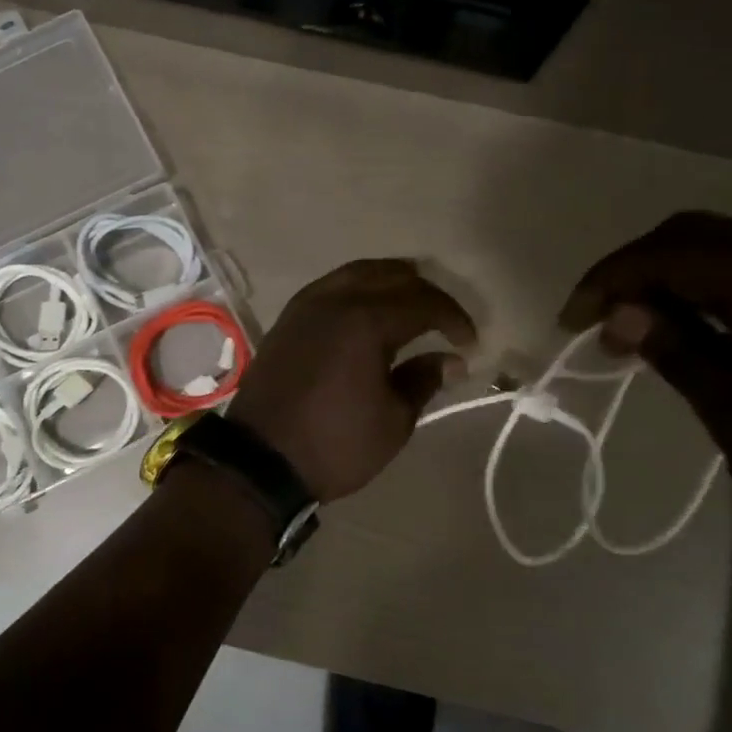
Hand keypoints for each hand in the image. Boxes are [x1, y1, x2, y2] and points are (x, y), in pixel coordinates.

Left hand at [229, 259, 476, 501]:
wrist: (260, 459)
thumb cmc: (334, 444)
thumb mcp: (393, 420)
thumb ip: (424, 380)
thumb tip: (450, 359)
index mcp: (366, 320)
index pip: (424, 302)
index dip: (454, 318)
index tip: (470, 344)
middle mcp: (335, 299)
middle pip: (392, 276)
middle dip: (426, 293)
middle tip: (446, 322)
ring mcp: (307, 304)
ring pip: (358, 272)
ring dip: (391, 282)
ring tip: (413, 306)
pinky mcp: (289, 318)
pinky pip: (332, 285)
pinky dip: (360, 288)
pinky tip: (370, 311)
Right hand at [562, 212, 731, 573]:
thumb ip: (683, 355)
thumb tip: (620, 311)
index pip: (685, 252)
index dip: (616, 275)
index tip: (572, 320)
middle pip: (707, 235)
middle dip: (639, 267)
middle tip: (599, 319)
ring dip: (672, 277)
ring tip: (632, 328)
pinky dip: (709, 292)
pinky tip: (688, 331)